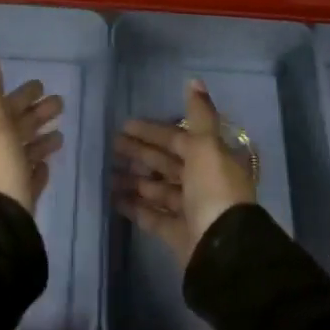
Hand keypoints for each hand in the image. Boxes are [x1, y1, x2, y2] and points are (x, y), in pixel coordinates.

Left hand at [0, 54, 63, 213]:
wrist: (0, 223)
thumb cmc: (0, 169)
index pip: (7, 109)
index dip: (23, 96)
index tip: (41, 85)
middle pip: (18, 129)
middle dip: (37, 115)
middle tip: (61, 103)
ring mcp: (7, 178)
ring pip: (25, 152)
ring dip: (40, 140)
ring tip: (60, 134)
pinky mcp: (19, 199)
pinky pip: (29, 178)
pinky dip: (37, 168)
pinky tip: (47, 165)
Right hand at [114, 78, 255, 266]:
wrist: (222, 248)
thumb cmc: (213, 190)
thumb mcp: (206, 146)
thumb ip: (199, 114)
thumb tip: (194, 80)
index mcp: (211, 159)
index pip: (178, 139)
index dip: (153, 131)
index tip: (126, 125)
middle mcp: (202, 182)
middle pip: (166, 163)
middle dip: (140, 153)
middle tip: (111, 145)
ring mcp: (190, 210)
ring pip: (158, 189)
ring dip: (134, 179)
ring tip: (107, 173)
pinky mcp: (178, 234)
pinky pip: (153, 216)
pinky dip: (134, 206)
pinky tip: (113, 198)